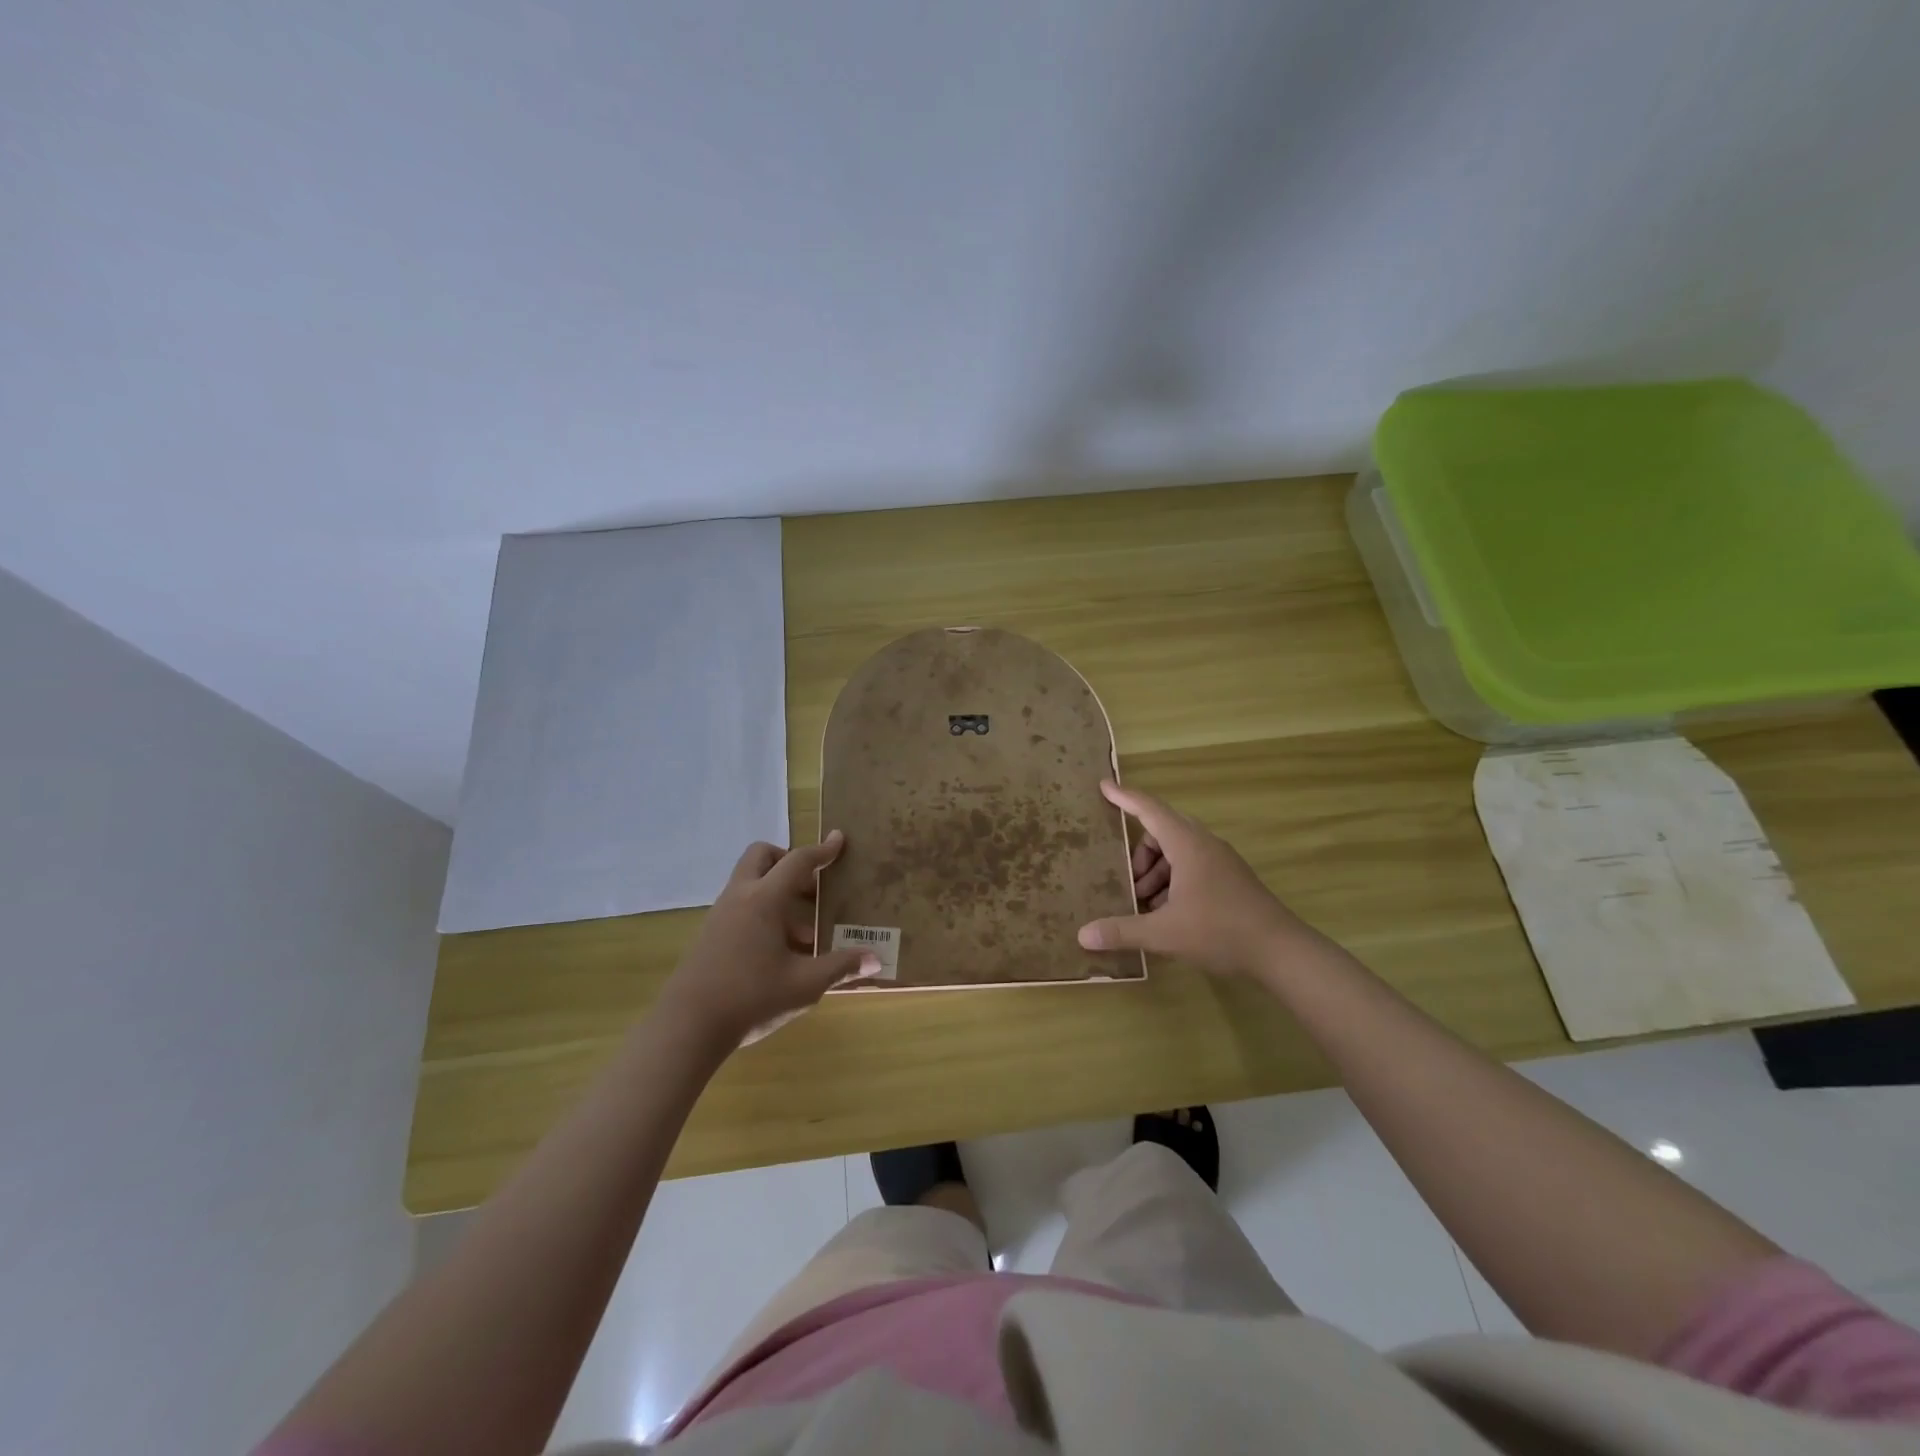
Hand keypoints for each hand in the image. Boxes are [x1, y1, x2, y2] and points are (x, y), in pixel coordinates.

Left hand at [658, 831, 881, 1048]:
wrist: (686, 1028)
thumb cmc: (751, 997)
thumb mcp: (805, 984)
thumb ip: (840, 967)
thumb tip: (875, 959)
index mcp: (764, 899)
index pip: (797, 862)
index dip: (822, 851)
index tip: (839, 840)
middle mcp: (740, 897)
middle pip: (762, 856)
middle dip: (788, 861)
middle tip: (812, 886)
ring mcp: (719, 916)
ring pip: (750, 883)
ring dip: (778, 893)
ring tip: (805, 932)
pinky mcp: (709, 936)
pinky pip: (741, 907)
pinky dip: (763, 913)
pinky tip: (779, 952)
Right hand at [1077, 780, 1340, 979]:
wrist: (1282, 951)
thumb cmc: (1220, 931)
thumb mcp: (1164, 933)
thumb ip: (1122, 931)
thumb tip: (1083, 935)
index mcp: (1187, 845)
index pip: (1150, 810)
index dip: (1125, 797)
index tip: (1104, 786)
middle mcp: (1204, 845)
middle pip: (1162, 832)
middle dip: (1139, 853)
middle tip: (1125, 879)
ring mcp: (1221, 862)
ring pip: (1178, 853)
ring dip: (1156, 872)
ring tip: (1144, 905)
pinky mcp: (1230, 880)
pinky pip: (1192, 867)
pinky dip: (1173, 882)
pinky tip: (1167, 914)